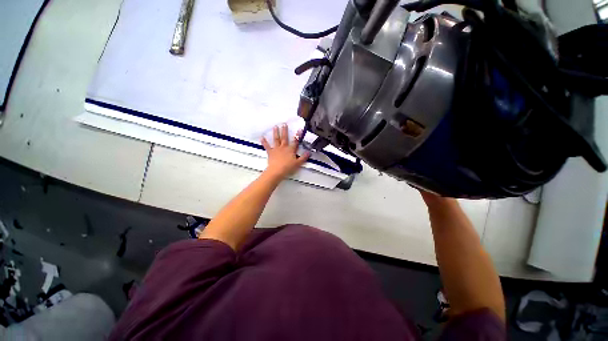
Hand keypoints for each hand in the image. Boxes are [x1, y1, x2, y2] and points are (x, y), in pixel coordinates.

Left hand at [261, 124, 310, 179]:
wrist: (277, 171)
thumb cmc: (288, 167)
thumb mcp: (298, 163)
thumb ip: (303, 157)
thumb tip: (309, 152)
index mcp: (291, 149)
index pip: (295, 141)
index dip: (298, 135)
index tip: (299, 129)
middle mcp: (283, 147)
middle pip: (284, 138)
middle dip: (284, 130)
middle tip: (284, 124)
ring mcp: (276, 149)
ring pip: (276, 139)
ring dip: (276, 133)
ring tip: (275, 126)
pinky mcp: (270, 152)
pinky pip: (267, 146)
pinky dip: (264, 142)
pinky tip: (262, 137)